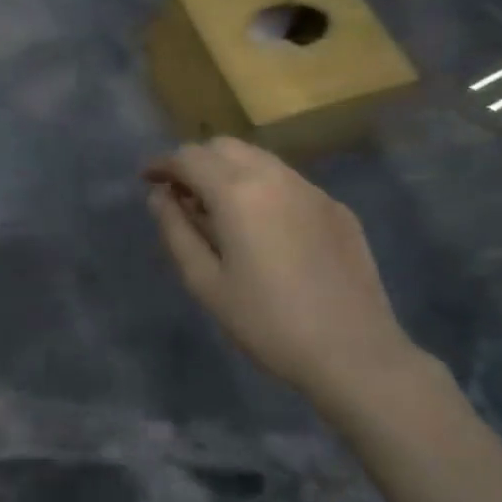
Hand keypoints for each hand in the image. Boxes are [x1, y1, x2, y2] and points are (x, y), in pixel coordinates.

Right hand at [145, 137, 438, 406]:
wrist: (354, 353)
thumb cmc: (266, 322)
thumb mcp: (205, 282)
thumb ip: (176, 231)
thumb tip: (160, 197)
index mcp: (237, 192)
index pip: (189, 158)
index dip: (162, 164)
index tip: (147, 179)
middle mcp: (275, 177)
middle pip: (225, 147)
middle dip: (196, 161)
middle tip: (180, 193)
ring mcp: (312, 190)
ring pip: (259, 160)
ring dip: (229, 170)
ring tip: (217, 208)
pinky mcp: (336, 209)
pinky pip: (288, 182)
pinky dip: (261, 187)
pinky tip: (261, 226)